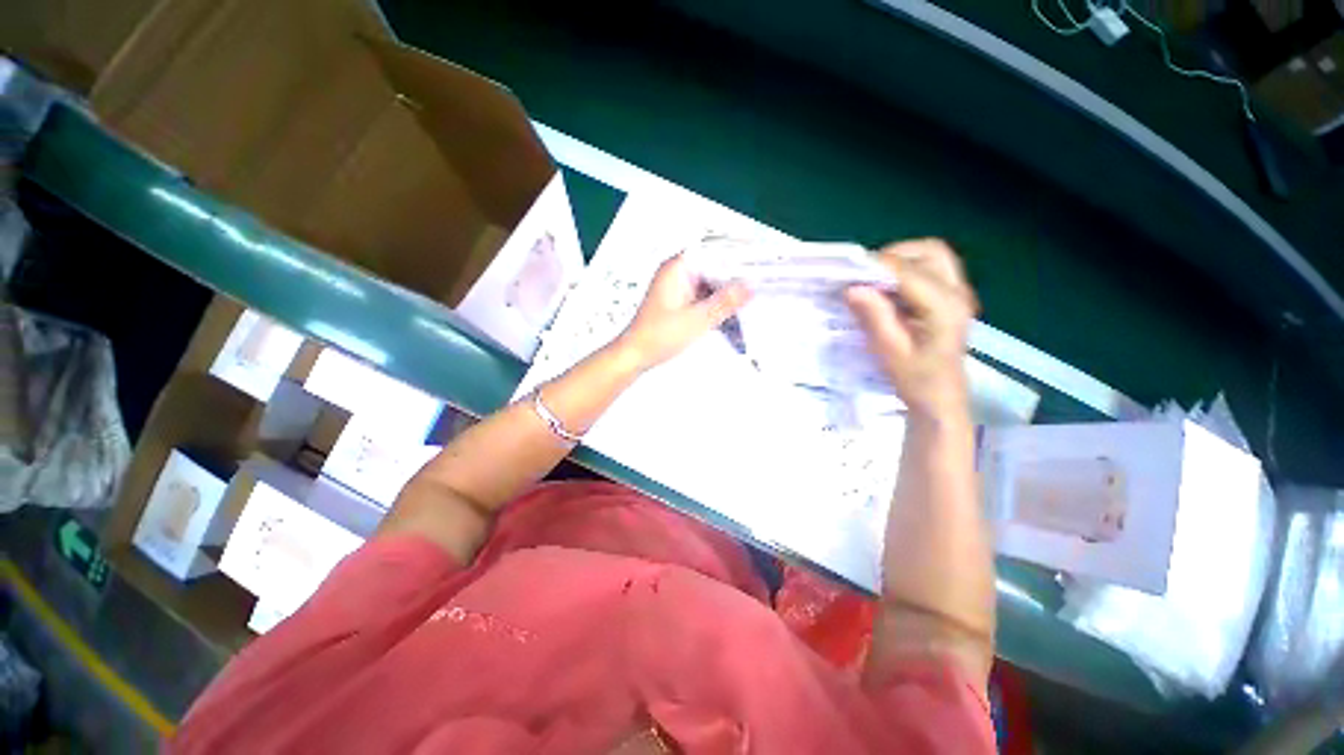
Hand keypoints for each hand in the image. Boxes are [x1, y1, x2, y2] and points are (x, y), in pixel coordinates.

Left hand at [615, 254, 751, 370]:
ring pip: (712, 284)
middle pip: (714, 268)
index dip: (737, 256)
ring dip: (728, 295)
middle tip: (759, 286)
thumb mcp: (696, 320)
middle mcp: (679, 273)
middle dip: (735, 278)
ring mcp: (680, 287)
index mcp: (678, 268)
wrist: (635, 355)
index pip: (714, 252)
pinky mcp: (682, 302)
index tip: (758, 264)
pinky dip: (718, 306)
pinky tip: (733, 316)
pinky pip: (705, 297)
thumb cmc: (657, 336)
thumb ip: (724, 302)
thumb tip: (749, 286)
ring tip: (750, 302)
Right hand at [844, 239, 977, 418]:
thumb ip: (874, 317)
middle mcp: (957, 292)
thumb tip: (852, 288)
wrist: (941, 398)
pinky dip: (907, 270)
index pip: (908, 272)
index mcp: (943, 308)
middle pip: (927, 252)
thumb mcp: (889, 351)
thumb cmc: (915, 380)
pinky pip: (932, 268)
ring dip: (901, 261)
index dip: (875, 267)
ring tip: (875, 281)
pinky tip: (890, 290)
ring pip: (931, 255)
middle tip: (864, 277)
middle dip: (892, 257)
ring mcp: (959, 293)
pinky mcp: (953, 297)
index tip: (847, 275)